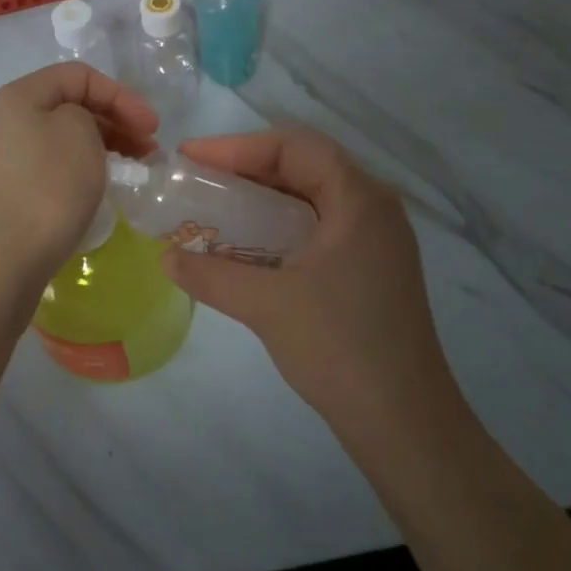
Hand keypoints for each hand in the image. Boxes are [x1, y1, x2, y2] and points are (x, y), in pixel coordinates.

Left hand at [0, 64, 157, 290]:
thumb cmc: (45, 187)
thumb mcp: (79, 132)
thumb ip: (87, 114)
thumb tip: (78, 131)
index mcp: (20, 96)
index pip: (79, 75)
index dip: (121, 95)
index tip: (152, 128)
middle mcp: (6, 122)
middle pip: (70, 107)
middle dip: (115, 122)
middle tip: (148, 151)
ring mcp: (3, 162)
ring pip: (62, 141)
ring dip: (101, 149)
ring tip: (130, 172)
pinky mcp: (7, 196)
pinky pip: (51, 171)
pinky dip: (80, 173)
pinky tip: (97, 193)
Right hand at [161, 126, 464, 429]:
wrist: (405, 423)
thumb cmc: (340, 349)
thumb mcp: (266, 305)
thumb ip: (210, 275)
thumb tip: (165, 258)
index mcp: (359, 200)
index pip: (294, 146)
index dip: (237, 146)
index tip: (190, 158)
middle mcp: (373, 208)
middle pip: (304, 164)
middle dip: (246, 167)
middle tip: (198, 178)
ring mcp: (376, 239)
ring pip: (310, 195)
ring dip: (262, 196)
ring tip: (215, 204)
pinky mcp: (370, 267)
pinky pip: (318, 225)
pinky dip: (279, 224)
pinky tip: (248, 244)